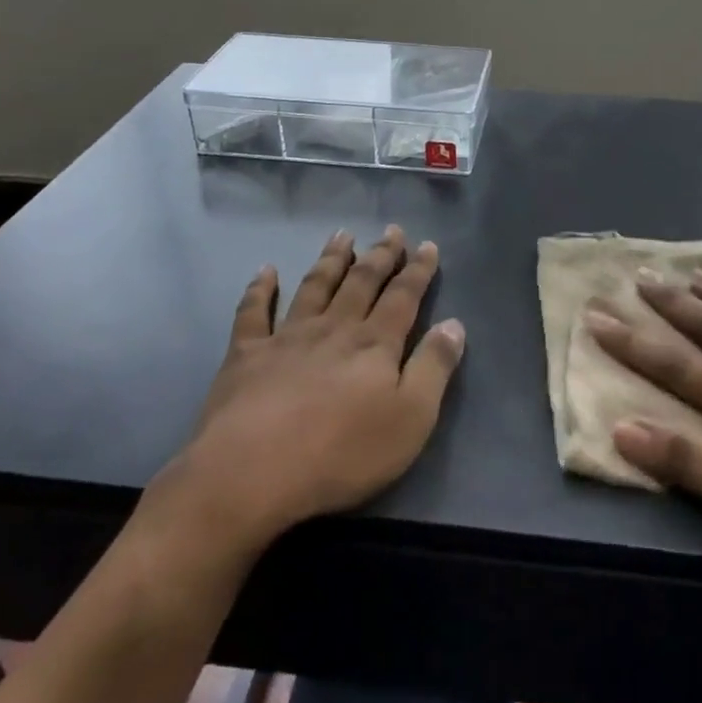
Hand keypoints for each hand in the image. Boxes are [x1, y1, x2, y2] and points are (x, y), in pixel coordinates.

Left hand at [147, 226, 464, 553]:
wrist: (251, 472)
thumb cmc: (341, 452)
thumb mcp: (410, 418)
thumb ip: (433, 368)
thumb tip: (454, 324)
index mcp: (374, 343)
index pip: (404, 297)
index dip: (418, 270)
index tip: (428, 245)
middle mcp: (334, 328)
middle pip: (362, 282)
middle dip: (380, 255)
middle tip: (392, 230)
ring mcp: (287, 337)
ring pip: (315, 286)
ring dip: (331, 259)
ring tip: (342, 234)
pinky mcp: (246, 354)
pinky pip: (253, 312)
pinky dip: (259, 288)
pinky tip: (265, 270)